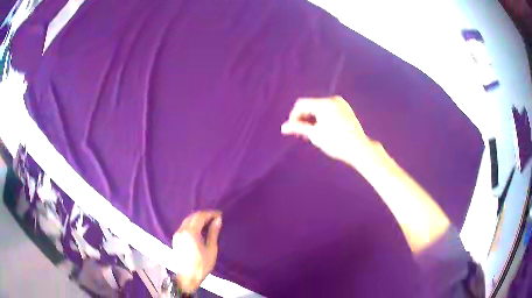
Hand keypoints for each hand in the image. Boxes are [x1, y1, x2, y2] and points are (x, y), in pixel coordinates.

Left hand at [172, 210, 221, 293]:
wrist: (188, 277)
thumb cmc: (202, 265)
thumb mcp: (211, 249)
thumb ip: (213, 232)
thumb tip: (218, 219)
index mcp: (190, 232)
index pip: (200, 216)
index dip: (210, 213)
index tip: (220, 214)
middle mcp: (181, 230)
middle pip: (192, 216)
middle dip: (204, 215)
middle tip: (216, 218)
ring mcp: (177, 234)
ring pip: (187, 220)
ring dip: (198, 219)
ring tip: (209, 222)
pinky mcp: (176, 238)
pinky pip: (184, 226)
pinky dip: (193, 224)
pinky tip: (200, 229)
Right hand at [281, 96, 373, 167]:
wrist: (359, 149)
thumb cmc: (336, 142)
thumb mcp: (315, 135)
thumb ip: (298, 128)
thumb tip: (283, 128)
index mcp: (324, 103)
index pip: (301, 105)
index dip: (294, 116)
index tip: (292, 130)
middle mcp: (332, 100)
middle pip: (311, 105)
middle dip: (304, 118)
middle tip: (302, 134)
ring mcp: (341, 104)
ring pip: (320, 108)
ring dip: (313, 119)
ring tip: (312, 134)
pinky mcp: (346, 109)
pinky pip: (329, 110)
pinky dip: (323, 118)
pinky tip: (322, 130)